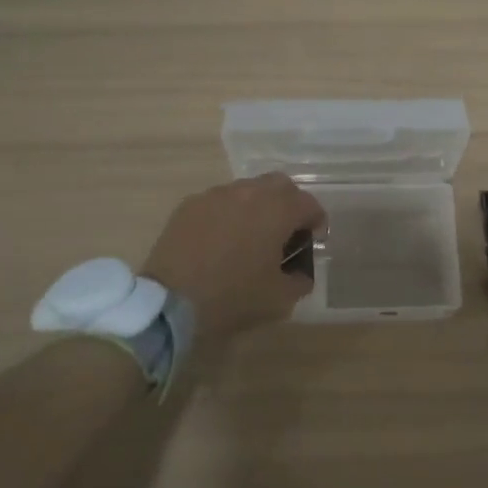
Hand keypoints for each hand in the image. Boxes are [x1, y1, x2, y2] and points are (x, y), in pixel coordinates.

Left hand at [143, 174, 326, 343]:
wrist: (171, 302)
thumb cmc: (233, 297)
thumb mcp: (279, 299)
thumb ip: (300, 280)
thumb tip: (300, 272)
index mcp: (277, 210)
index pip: (309, 204)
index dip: (316, 222)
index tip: (311, 242)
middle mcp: (249, 192)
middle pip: (280, 185)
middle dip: (288, 204)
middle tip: (284, 233)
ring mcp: (215, 195)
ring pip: (247, 189)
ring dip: (257, 206)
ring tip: (249, 236)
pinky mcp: (189, 204)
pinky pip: (218, 201)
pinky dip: (227, 213)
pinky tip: (219, 240)